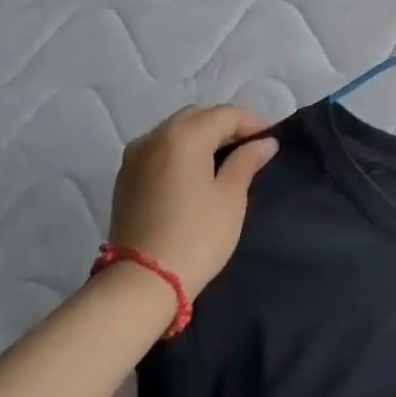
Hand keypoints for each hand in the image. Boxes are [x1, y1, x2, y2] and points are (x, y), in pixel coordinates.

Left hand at [107, 104, 278, 299]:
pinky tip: (195, 170)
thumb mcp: (230, 197)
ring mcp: (135, 156)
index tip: (270, 139)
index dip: (252, 122)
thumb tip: (264, 142)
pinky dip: (181, 148)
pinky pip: (159, 147)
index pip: (225, 114)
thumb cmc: (197, 236)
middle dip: (225, 124)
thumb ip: (246, 161)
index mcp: (184, 137)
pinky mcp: (125, 176)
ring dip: (202, 134)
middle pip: (197, 116)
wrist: (142, 282)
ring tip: (224, 157)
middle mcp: (155, 137)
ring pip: (175, 129)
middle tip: (249, 146)